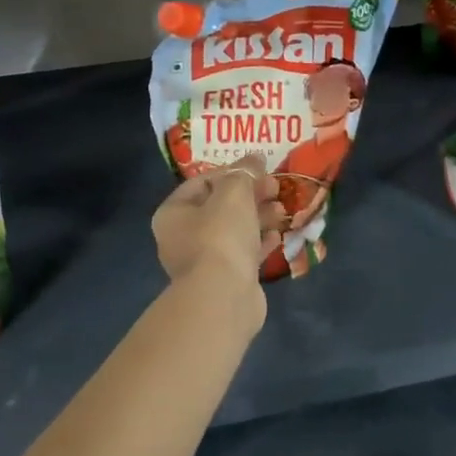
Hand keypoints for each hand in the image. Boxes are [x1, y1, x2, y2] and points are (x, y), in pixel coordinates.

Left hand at [152, 156, 280, 307]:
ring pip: (233, 230)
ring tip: (282, 210)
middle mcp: (181, 237)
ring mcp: (203, 262)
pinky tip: (278, 235)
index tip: (259, 169)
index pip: (202, 182)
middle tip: (275, 187)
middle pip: (219, 206)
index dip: (232, 172)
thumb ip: (245, 172)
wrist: (223, 296)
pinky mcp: (224, 280)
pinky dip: (259, 242)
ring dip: (258, 217)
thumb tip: (255, 159)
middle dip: (250, 194)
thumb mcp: (234, 192)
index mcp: (173, 213)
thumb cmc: (220, 235)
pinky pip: (243, 253)